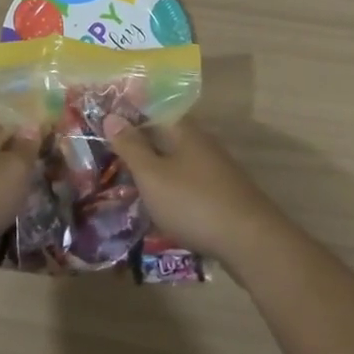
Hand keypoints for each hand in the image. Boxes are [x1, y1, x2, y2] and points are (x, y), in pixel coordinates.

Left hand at [0, 125, 38, 257]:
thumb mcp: (13, 170)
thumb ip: (25, 149)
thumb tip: (32, 125)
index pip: (10, 131)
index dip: (31, 140)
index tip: (52, 155)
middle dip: (18, 176)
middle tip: (43, 192)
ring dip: (3, 203)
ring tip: (26, 222)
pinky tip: (0, 242)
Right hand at [102, 116, 282, 261]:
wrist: (251, 243)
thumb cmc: (194, 203)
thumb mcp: (152, 175)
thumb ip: (131, 147)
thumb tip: (112, 116)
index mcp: (184, 131)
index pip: (152, 110)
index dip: (128, 114)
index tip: (103, 121)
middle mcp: (201, 144)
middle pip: (164, 136)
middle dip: (137, 144)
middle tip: (105, 155)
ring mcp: (214, 171)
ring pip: (175, 162)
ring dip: (151, 169)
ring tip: (123, 182)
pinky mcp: (220, 196)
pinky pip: (185, 184)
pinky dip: (167, 189)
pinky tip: (154, 205)